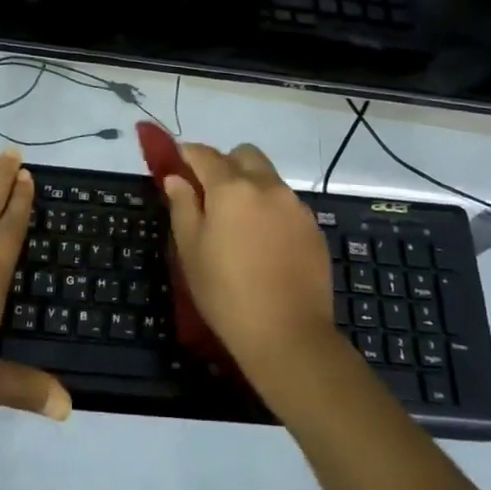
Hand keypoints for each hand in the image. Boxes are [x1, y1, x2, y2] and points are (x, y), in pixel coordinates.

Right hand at [159, 142, 342, 393]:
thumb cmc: (226, 293)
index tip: (176, 165)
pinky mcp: (314, 228)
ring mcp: (295, 206)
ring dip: (250, 187)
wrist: (289, 336)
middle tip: (210, 196)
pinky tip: (265, 245)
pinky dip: (271, 211)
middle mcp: (267, 186)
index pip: (204, 154)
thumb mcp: (190, 250)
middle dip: (225, 164)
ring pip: (268, 178)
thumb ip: (182, 206)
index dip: (186, 155)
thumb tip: (176, 179)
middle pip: (243, 155)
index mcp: (231, 187)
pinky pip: (286, 204)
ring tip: (239, 226)